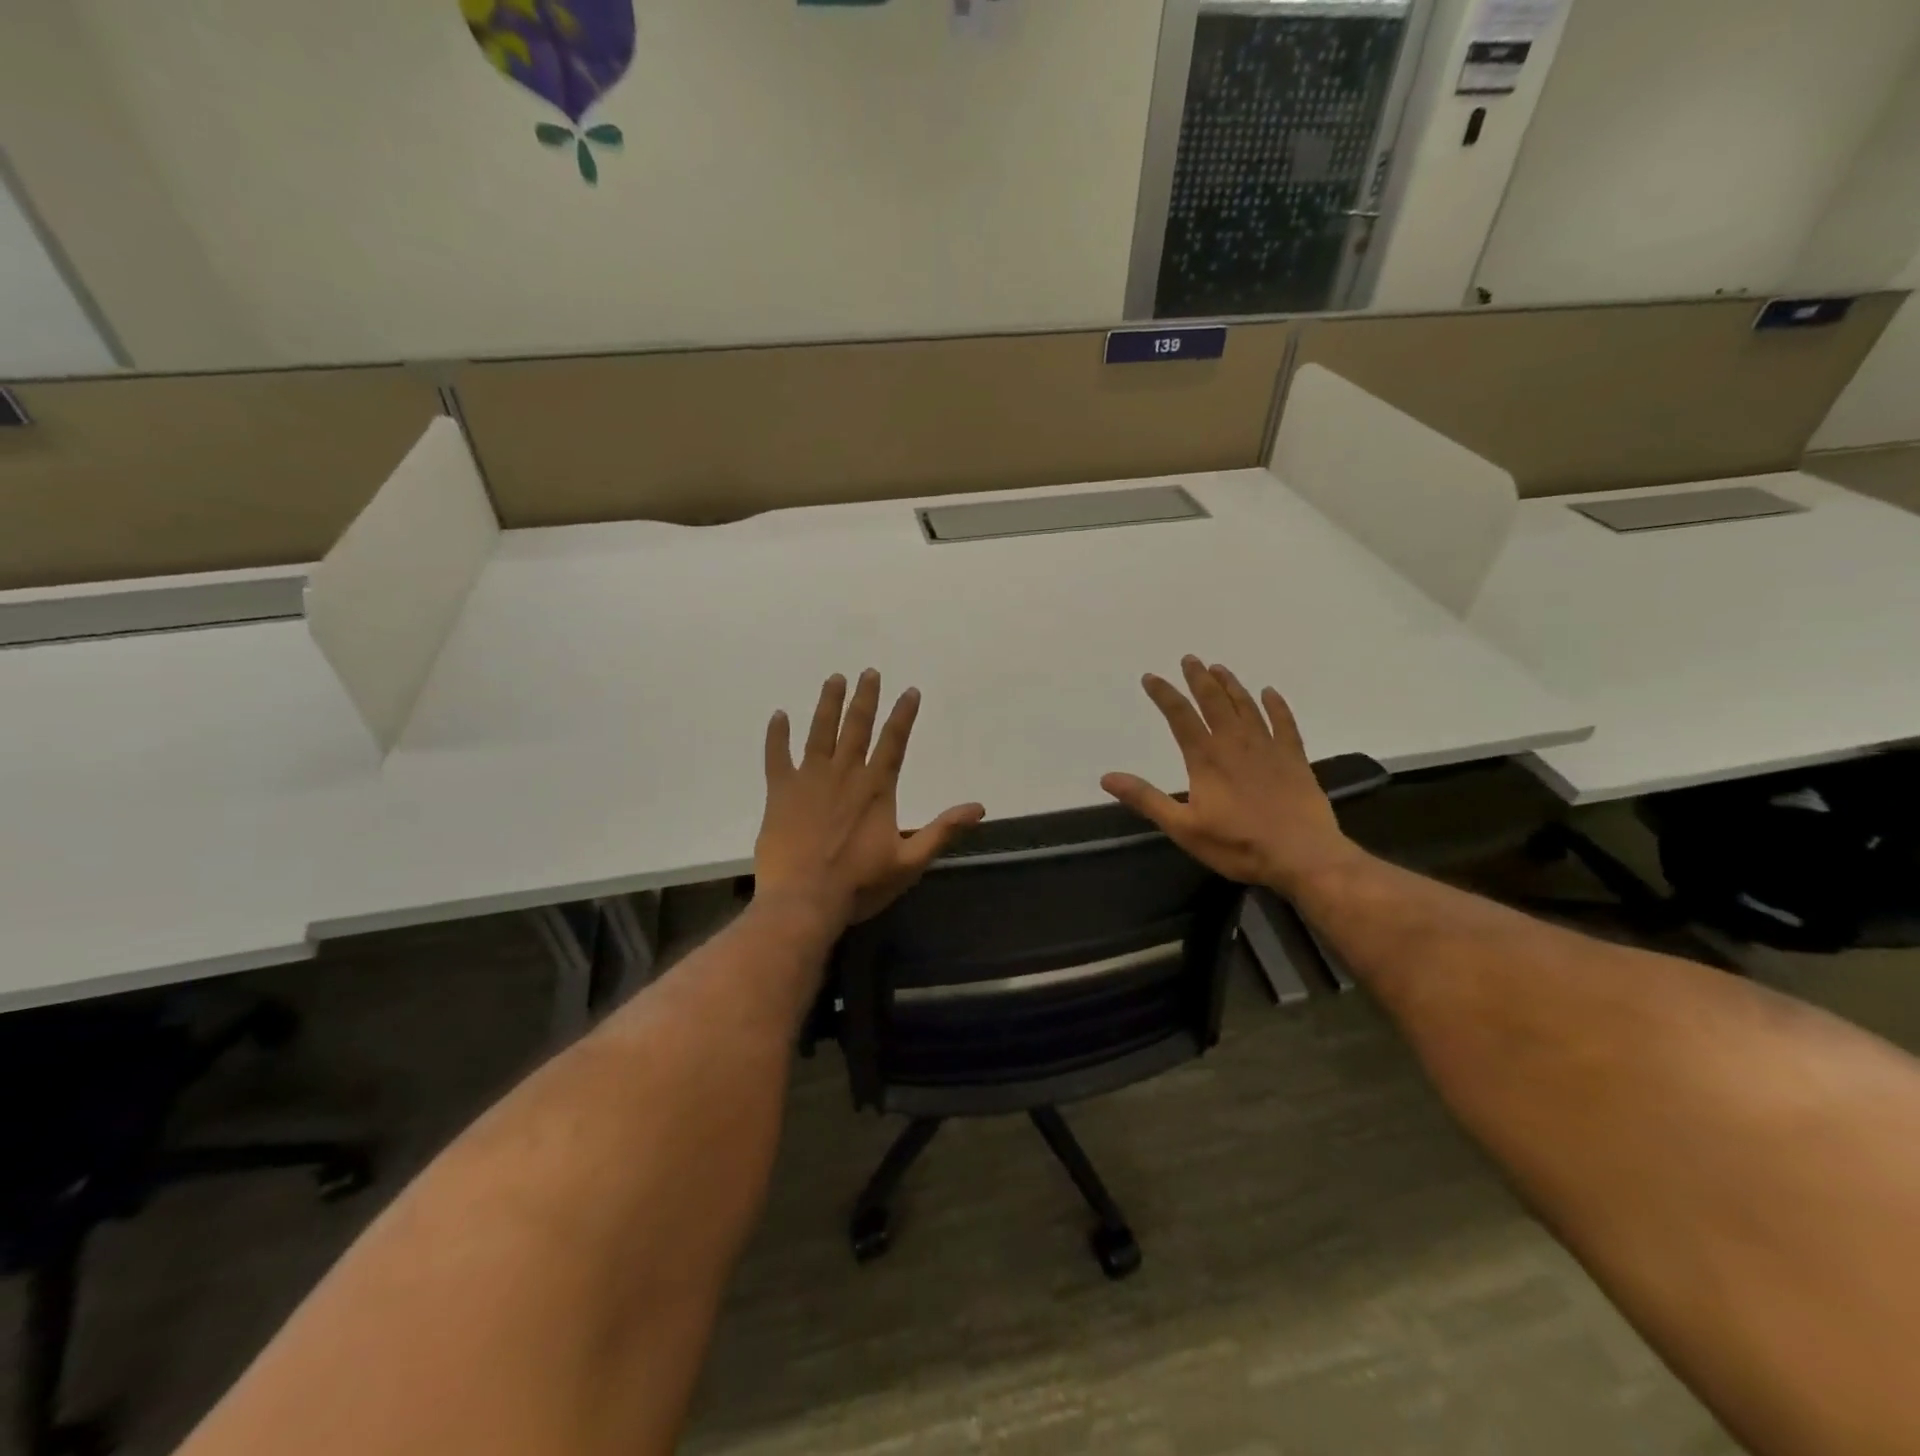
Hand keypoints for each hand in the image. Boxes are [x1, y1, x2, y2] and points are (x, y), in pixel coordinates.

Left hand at [756, 670, 985, 930]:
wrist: (804, 901)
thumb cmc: (859, 884)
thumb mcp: (910, 862)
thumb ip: (942, 831)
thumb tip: (978, 808)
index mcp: (876, 788)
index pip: (894, 742)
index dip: (903, 715)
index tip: (910, 691)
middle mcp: (844, 774)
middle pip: (857, 727)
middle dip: (865, 698)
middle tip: (869, 671)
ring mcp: (809, 780)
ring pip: (820, 732)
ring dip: (828, 704)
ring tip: (834, 679)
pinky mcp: (780, 793)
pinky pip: (776, 756)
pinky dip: (777, 735)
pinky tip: (779, 715)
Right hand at [1101, 656, 1362, 894]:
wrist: (1302, 855)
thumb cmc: (1238, 845)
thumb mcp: (1183, 827)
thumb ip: (1146, 799)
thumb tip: (1107, 777)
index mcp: (1205, 758)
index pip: (1179, 716)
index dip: (1164, 694)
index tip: (1150, 677)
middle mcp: (1235, 743)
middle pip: (1214, 702)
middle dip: (1199, 679)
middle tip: (1190, 659)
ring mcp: (1268, 748)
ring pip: (1246, 706)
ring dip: (1231, 685)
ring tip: (1219, 668)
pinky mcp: (1294, 758)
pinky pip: (1284, 723)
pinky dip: (1276, 705)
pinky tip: (1269, 693)